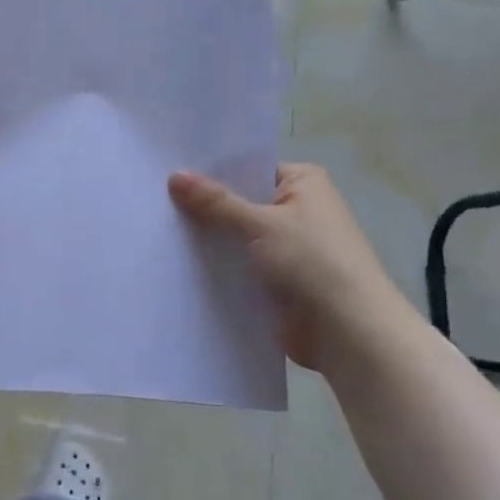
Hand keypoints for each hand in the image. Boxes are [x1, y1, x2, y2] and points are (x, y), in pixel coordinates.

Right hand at [169, 164, 423, 372]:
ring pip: (235, 235)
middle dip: (203, 205)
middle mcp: (296, 210)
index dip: (210, 169)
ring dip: (207, 237)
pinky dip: (215, 264)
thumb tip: (175, 175)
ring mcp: (285, 246)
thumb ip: (216, 202)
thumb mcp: (261, 224)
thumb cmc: (312, 262)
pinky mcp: (275, 279)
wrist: (347, 332)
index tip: (168, 169)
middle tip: (152, 197)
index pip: (248, 167)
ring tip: (155, 227)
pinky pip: (237, 264)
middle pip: (239, 201)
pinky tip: (176, 261)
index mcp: (302, 183)